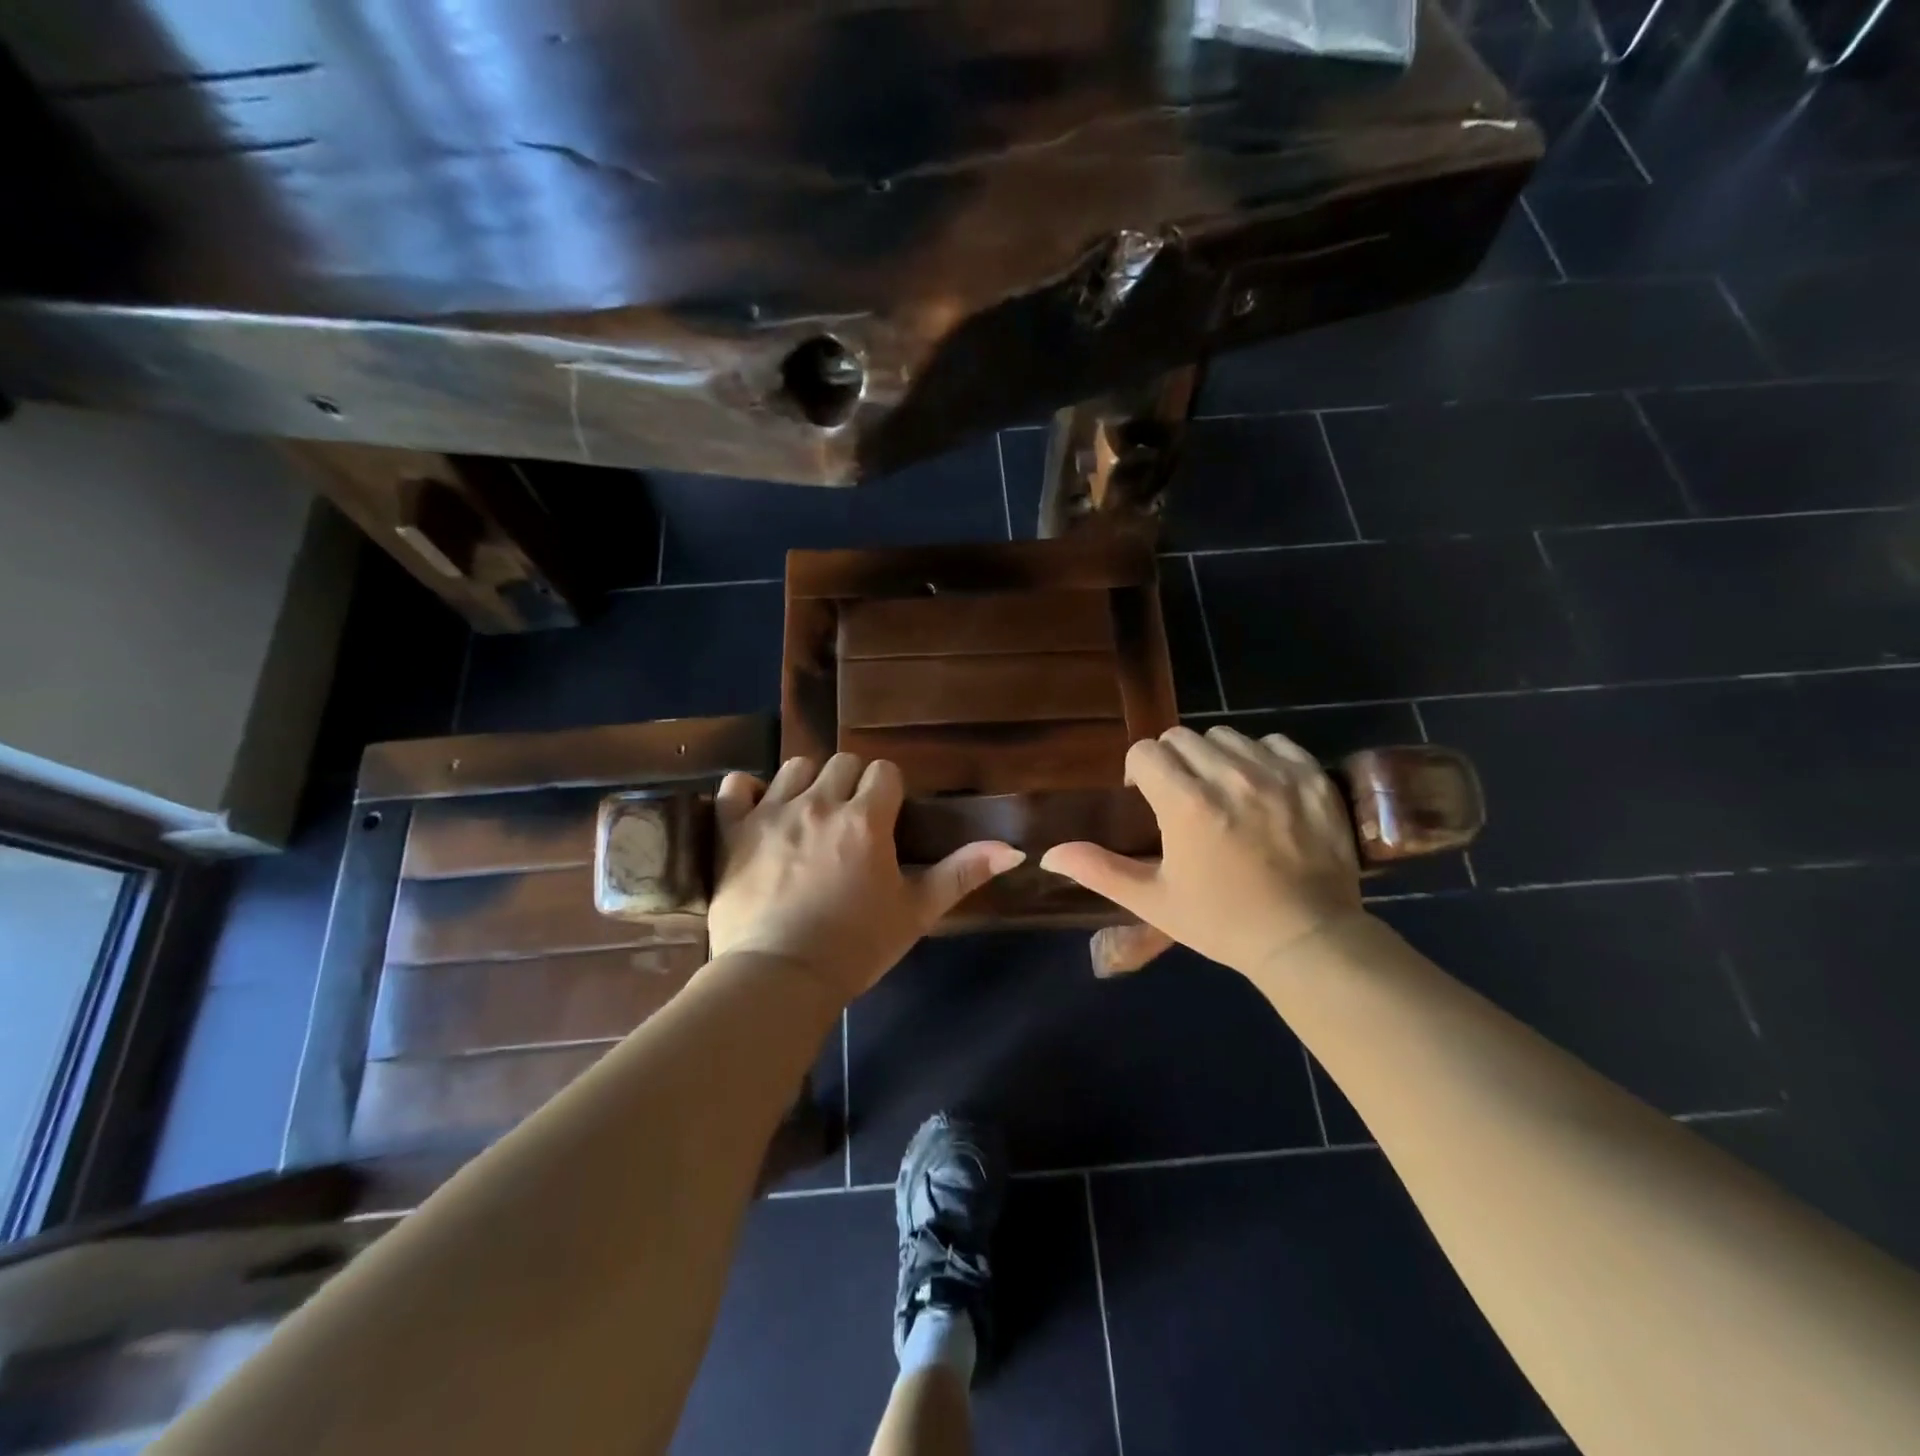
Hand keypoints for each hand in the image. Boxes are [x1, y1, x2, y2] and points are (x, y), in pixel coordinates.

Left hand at [707, 754, 1025, 1002]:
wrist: (780, 978)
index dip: (887, 791)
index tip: (885, 819)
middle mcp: (820, 804)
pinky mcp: (734, 831)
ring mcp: (772, 813)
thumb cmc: (855, 946)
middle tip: (850, 821)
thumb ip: (962, 874)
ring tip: (808, 815)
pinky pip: (736, 787)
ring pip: (795, 767)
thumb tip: (1013, 849)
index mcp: (866, 820)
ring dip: (807, 783)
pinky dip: (747, 791)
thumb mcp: (916, 912)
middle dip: (851, 784)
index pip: (884, 771)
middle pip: (841, 762)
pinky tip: (757, 808)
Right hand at [1041, 726, 1363, 976]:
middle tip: (1181, 797)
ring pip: (1226, 735)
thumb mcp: (1153, 901)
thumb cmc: (1222, 922)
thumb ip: (1099, 870)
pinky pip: (1275, 743)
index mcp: (1185, 803)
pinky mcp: (1312, 778)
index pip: (1145, 752)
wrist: (1307, 940)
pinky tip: (1262, 788)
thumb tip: (1047, 853)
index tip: (1145, 797)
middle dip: (1171, 761)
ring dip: (1214, 756)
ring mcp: (1275, 773)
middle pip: (1182, 737)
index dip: (1138, 771)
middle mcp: (1229, 776)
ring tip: (1221, 791)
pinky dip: (1262, 757)